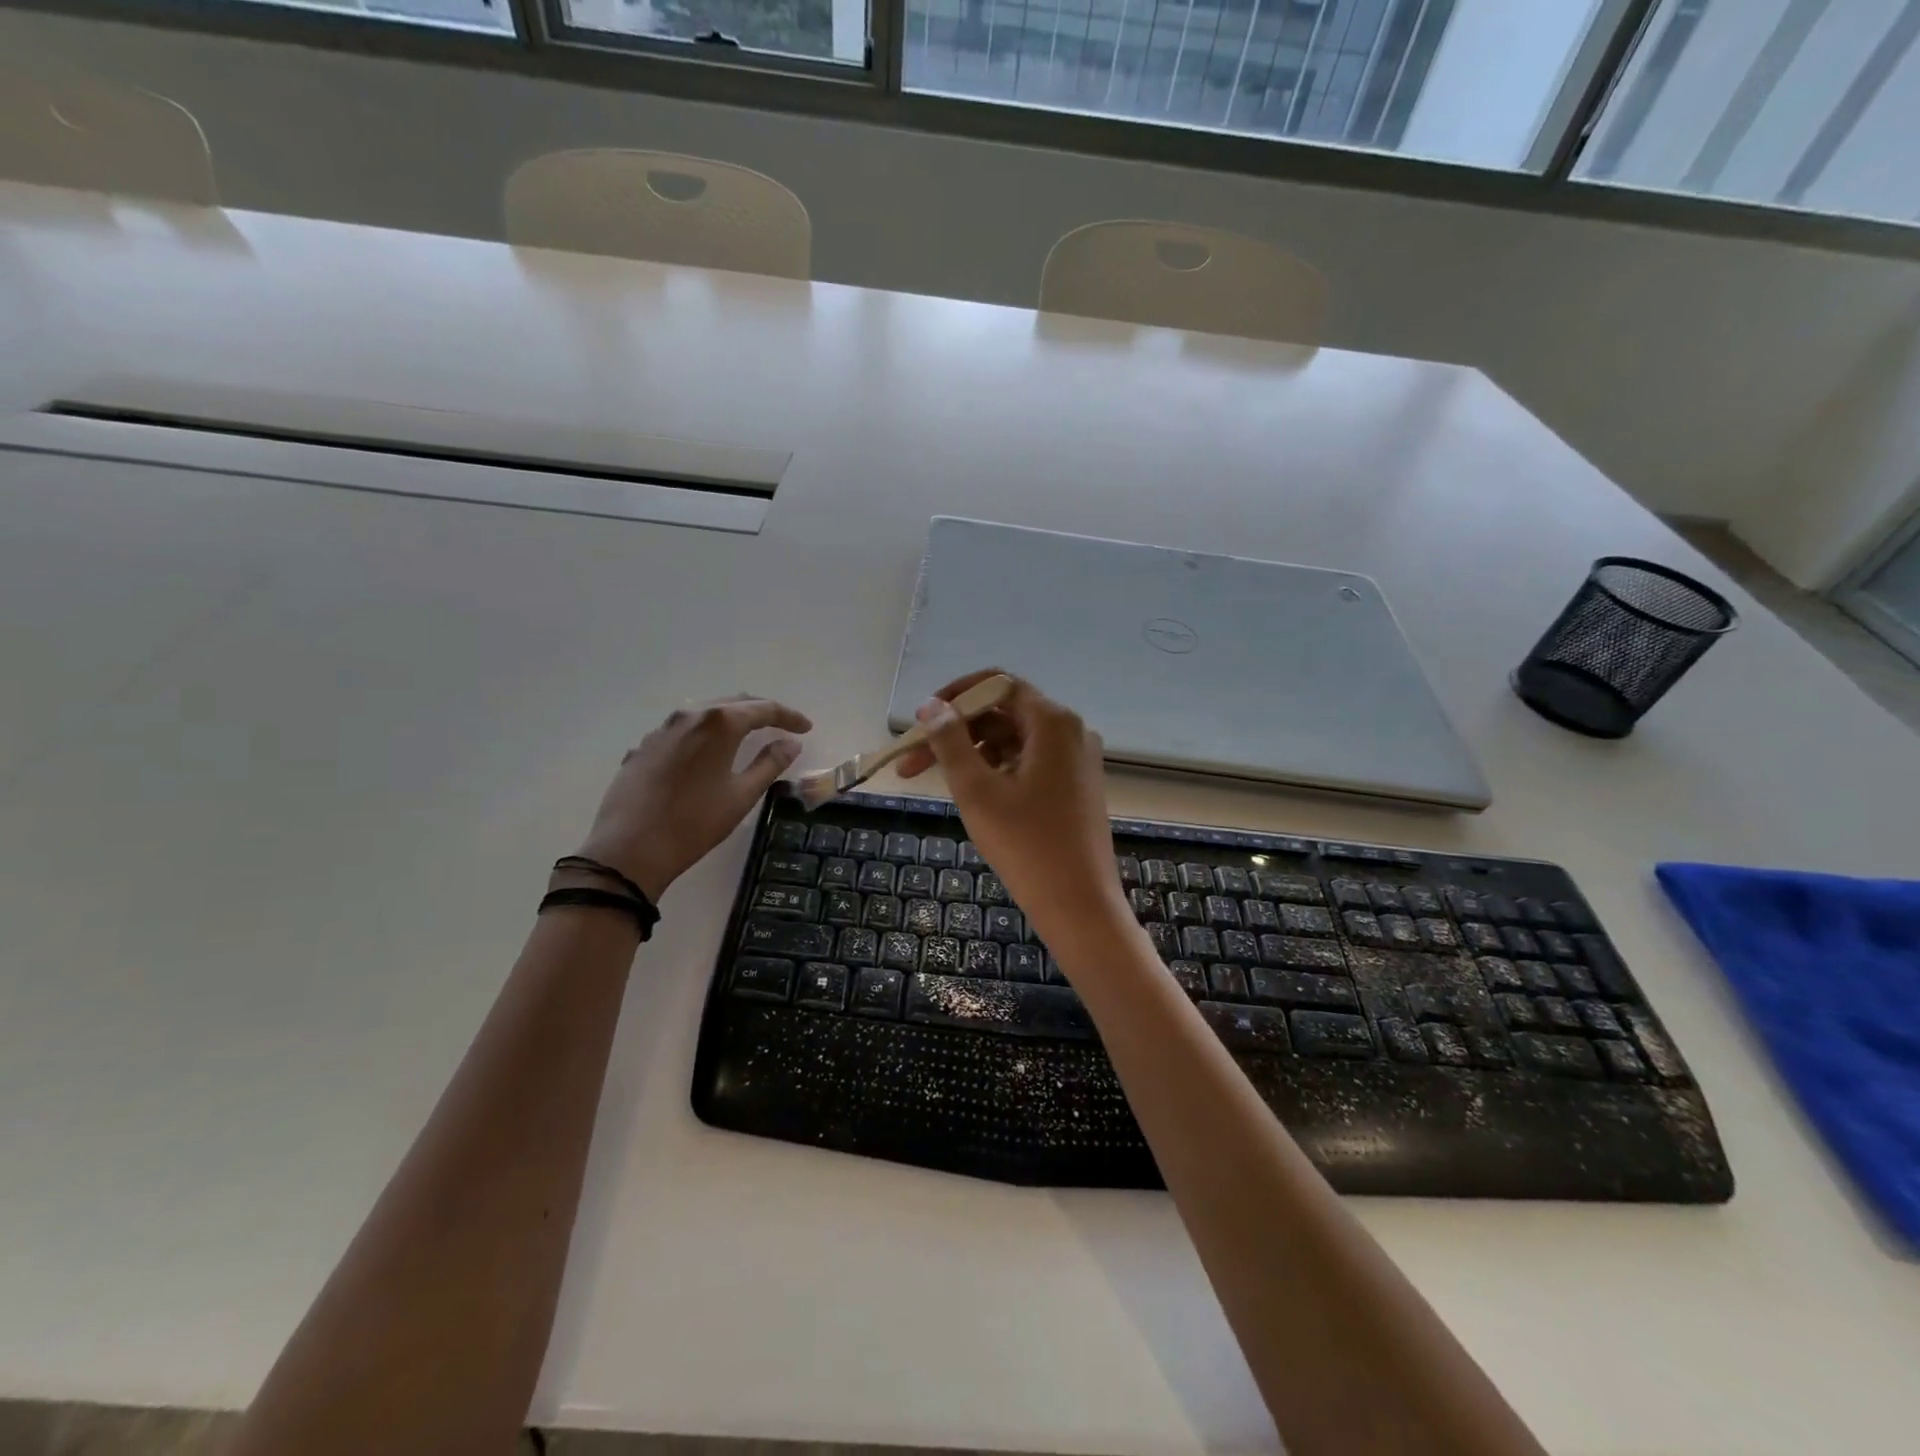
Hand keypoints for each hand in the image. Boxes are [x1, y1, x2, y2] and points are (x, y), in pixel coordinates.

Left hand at [575, 696, 810, 900]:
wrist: (629, 849)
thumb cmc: (694, 823)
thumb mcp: (741, 795)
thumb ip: (770, 764)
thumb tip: (791, 744)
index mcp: (719, 723)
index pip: (763, 709)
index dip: (788, 716)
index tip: (806, 728)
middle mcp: (689, 715)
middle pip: (733, 702)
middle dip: (761, 711)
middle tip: (782, 725)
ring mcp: (662, 729)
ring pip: (705, 712)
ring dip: (731, 719)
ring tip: (748, 734)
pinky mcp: (644, 746)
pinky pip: (683, 729)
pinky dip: (705, 733)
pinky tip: (709, 753)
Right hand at [896, 670, 1127, 948]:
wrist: (1079, 905)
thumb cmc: (1026, 845)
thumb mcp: (977, 790)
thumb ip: (950, 741)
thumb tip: (931, 706)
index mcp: (1052, 722)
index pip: (997, 684)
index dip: (954, 696)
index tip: (921, 722)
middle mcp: (1069, 731)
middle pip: (1002, 713)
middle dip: (955, 733)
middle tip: (911, 764)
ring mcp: (1075, 760)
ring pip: (1012, 740)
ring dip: (972, 755)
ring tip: (937, 785)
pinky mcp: (1074, 786)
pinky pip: (1028, 762)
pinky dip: (996, 771)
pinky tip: (972, 796)